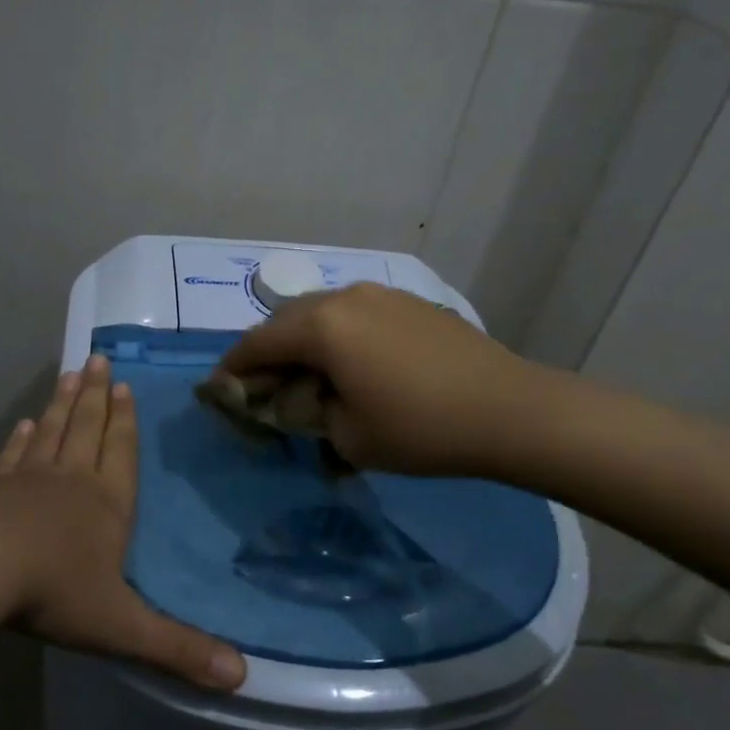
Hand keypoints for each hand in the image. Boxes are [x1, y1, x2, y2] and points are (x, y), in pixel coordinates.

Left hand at [0, 354, 246, 690]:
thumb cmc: (56, 591)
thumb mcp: (122, 627)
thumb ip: (177, 649)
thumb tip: (241, 678)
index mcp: (107, 505)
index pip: (122, 454)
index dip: (125, 422)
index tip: (124, 385)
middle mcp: (72, 481)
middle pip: (87, 429)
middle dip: (96, 396)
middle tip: (98, 359)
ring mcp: (28, 480)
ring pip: (53, 432)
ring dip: (63, 403)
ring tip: (70, 373)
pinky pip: (14, 456)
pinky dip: (22, 438)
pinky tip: (25, 424)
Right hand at [221, 282, 550, 478]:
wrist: (510, 409)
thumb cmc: (421, 429)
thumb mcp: (348, 436)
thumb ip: (307, 412)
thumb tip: (298, 398)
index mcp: (322, 326)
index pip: (257, 343)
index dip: (233, 368)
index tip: (219, 391)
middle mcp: (344, 297)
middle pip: (286, 320)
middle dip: (267, 353)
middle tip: (263, 388)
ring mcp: (380, 294)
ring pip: (321, 313)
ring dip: (303, 342)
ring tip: (306, 375)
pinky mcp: (408, 302)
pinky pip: (354, 314)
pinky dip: (337, 335)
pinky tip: (351, 364)